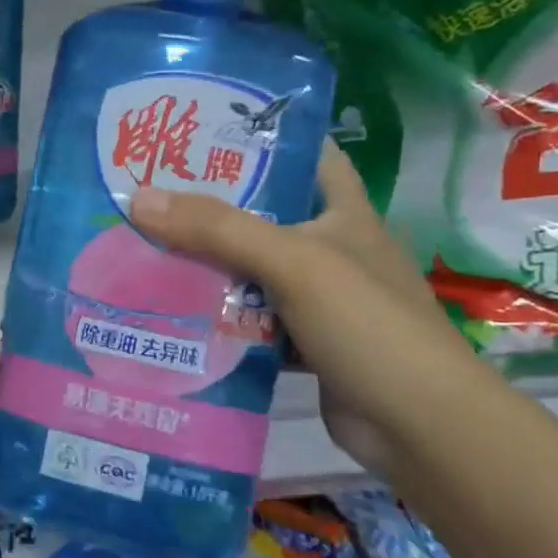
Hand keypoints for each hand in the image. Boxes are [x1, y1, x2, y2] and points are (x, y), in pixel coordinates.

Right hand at [129, 144, 479, 477]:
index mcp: (343, 214)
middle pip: (263, 215)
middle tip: (148, 191)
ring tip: (143, 245)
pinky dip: (217, 314)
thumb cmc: (367, 324)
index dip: (262, 138)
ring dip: (206, 263)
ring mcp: (317, 299)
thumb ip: (218, 229)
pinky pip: (248, 317)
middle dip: (210, 205)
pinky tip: (172, 309)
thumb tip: (138, 197)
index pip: (306, 156)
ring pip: (250, 269)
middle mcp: (331, 250)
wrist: (419, 426)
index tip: (201, 130)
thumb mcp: (294, 262)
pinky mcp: (303, 342)